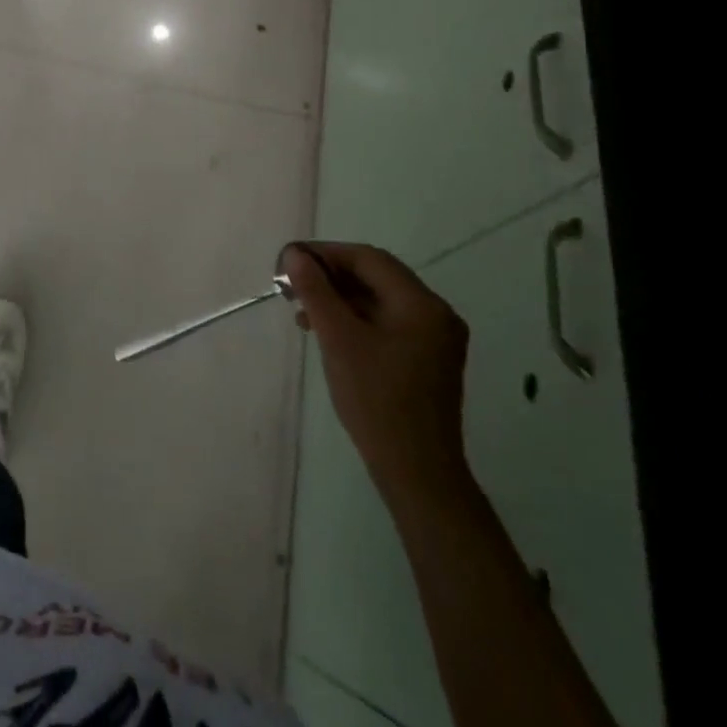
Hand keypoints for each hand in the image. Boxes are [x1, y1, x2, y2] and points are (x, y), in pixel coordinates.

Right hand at [285, 242, 470, 500]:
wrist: (417, 472)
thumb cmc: (376, 400)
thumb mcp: (339, 339)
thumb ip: (316, 291)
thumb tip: (295, 255)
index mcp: (422, 304)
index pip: (369, 259)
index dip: (326, 254)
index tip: (290, 261)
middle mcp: (436, 314)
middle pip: (376, 276)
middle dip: (331, 276)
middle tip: (292, 284)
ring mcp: (435, 338)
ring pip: (379, 300)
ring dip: (340, 298)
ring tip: (302, 310)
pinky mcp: (427, 359)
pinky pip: (387, 322)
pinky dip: (355, 319)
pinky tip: (327, 331)